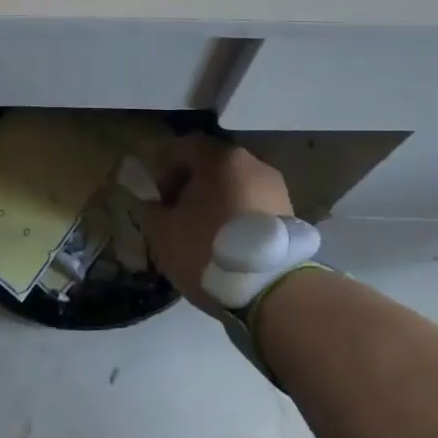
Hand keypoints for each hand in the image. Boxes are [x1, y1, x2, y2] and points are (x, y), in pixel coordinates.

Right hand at [141, 136, 294, 314]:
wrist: (273, 291)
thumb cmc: (209, 250)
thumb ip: (148, 209)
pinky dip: (236, 216)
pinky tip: (227, 244)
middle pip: (212, 165)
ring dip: (215, 201)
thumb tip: (147, 202)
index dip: (164, 167)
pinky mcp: (290, 215)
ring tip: (202, 233)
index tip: (157, 196)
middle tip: (176, 214)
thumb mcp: (162, 232)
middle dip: (190, 185)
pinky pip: (253, 206)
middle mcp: (252, 164)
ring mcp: (275, 189)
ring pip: (234, 186)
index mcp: (220, 158)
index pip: (184, 146)